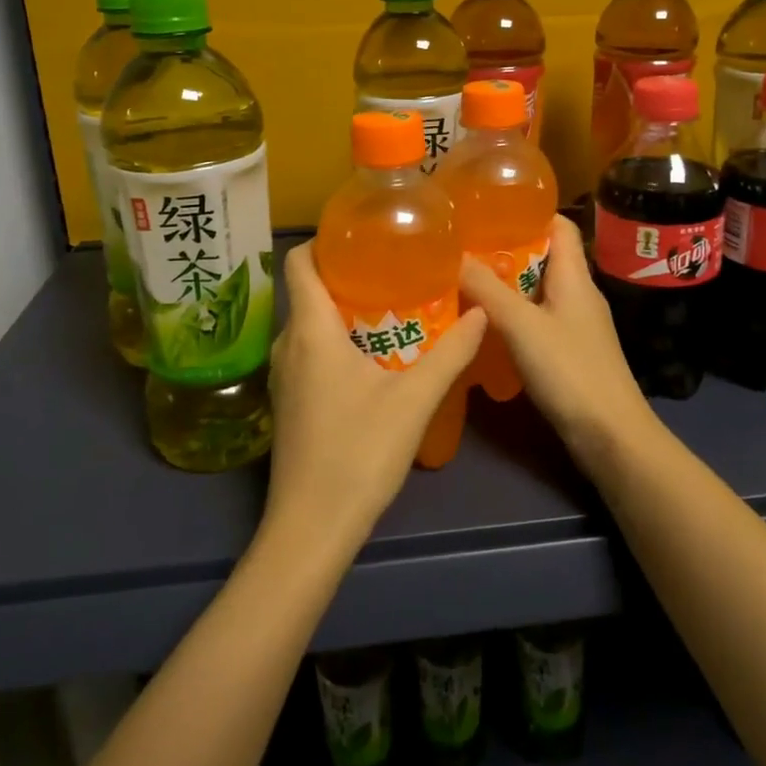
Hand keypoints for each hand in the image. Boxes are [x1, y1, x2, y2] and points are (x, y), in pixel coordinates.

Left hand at [266, 243, 485, 550]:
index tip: (367, 236)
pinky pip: (311, 352)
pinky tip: (375, 356)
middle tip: (398, 269)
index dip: (326, 241)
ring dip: (346, 311)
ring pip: (311, 324)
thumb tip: (482, 312)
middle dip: (350, 275)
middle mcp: (288, 344)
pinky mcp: (289, 402)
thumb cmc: (358, 453)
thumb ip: (450, 352)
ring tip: (394, 305)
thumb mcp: (414, 399)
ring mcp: (284, 376)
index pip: (299, 261)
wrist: (311, 528)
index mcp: (310, 330)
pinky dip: (338, 341)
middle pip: (310, 290)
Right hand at [459, 215, 655, 459]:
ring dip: (505, 284)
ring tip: (463, 280)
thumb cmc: (570, 370)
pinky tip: (483, 324)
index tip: (488, 209)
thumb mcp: (521, 325)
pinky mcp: (569, 351)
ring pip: (536, 290)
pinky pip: (536, 319)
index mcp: (574, 276)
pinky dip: (511, 315)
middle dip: (505, 250)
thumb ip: (487, 289)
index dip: (529, 212)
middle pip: (543, 257)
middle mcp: (578, 293)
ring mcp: (575, 324)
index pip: (559, 226)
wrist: (610, 435)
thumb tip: (454, 254)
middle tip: (463, 247)